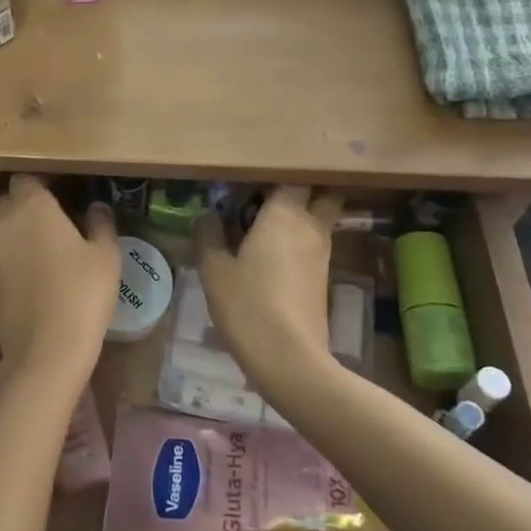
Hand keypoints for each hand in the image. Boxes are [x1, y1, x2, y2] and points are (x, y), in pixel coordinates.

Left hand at [0, 176, 120, 387]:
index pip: (28, 177)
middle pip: (12, 199)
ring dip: (24, 228)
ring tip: (55, 243)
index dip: (46, 181)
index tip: (68, 191)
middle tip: (62, 216)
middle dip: (32, 203)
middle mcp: (4, 222)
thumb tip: (97, 208)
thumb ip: (101, 223)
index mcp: (31, 206)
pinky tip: (43, 268)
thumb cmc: (82, 293)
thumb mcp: (106, 255)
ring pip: (6, 226)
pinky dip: (19, 252)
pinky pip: (4, 252)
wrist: (46, 352)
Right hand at [192, 186, 343, 400]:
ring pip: (320, 219)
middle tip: (272, 191)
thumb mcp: (214, 270)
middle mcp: (310, 226)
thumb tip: (206, 215)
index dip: (278, 171)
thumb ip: (209, 236)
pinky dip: (300, 240)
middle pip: (323, 193)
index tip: (256, 173)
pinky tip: (272, 253)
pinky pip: (314, 244)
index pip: (293, 176)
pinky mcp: (323, 278)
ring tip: (266, 220)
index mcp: (284, 213)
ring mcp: (322, 253)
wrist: (290, 358)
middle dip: (305, 187)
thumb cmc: (248, 305)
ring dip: (302, 214)